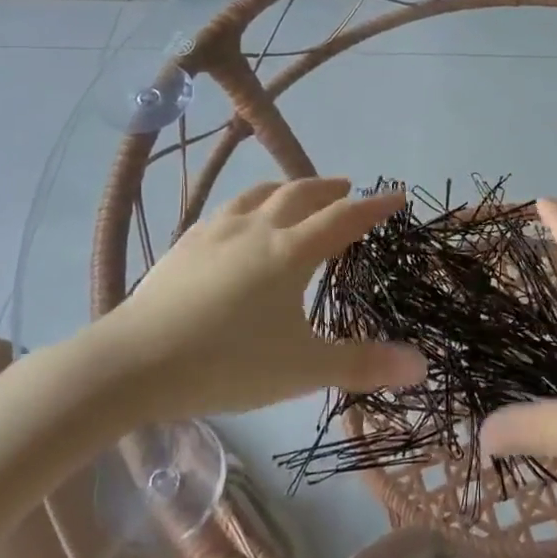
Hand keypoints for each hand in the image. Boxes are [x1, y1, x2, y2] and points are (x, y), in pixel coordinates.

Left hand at [80, 178, 425, 419]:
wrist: (133, 363)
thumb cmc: (227, 363)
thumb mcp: (303, 369)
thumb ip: (363, 364)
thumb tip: (423, 366)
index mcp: (292, 252)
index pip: (345, 218)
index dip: (375, 205)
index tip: (397, 196)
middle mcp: (258, 229)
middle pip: (302, 194)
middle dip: (331, 189)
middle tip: (348, 188)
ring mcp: (217, 232)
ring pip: (260, 194)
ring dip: (288, 188)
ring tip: (297, 193)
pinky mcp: (186, 243)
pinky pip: (227, 210)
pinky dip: (249, 205)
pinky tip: (240, 221)